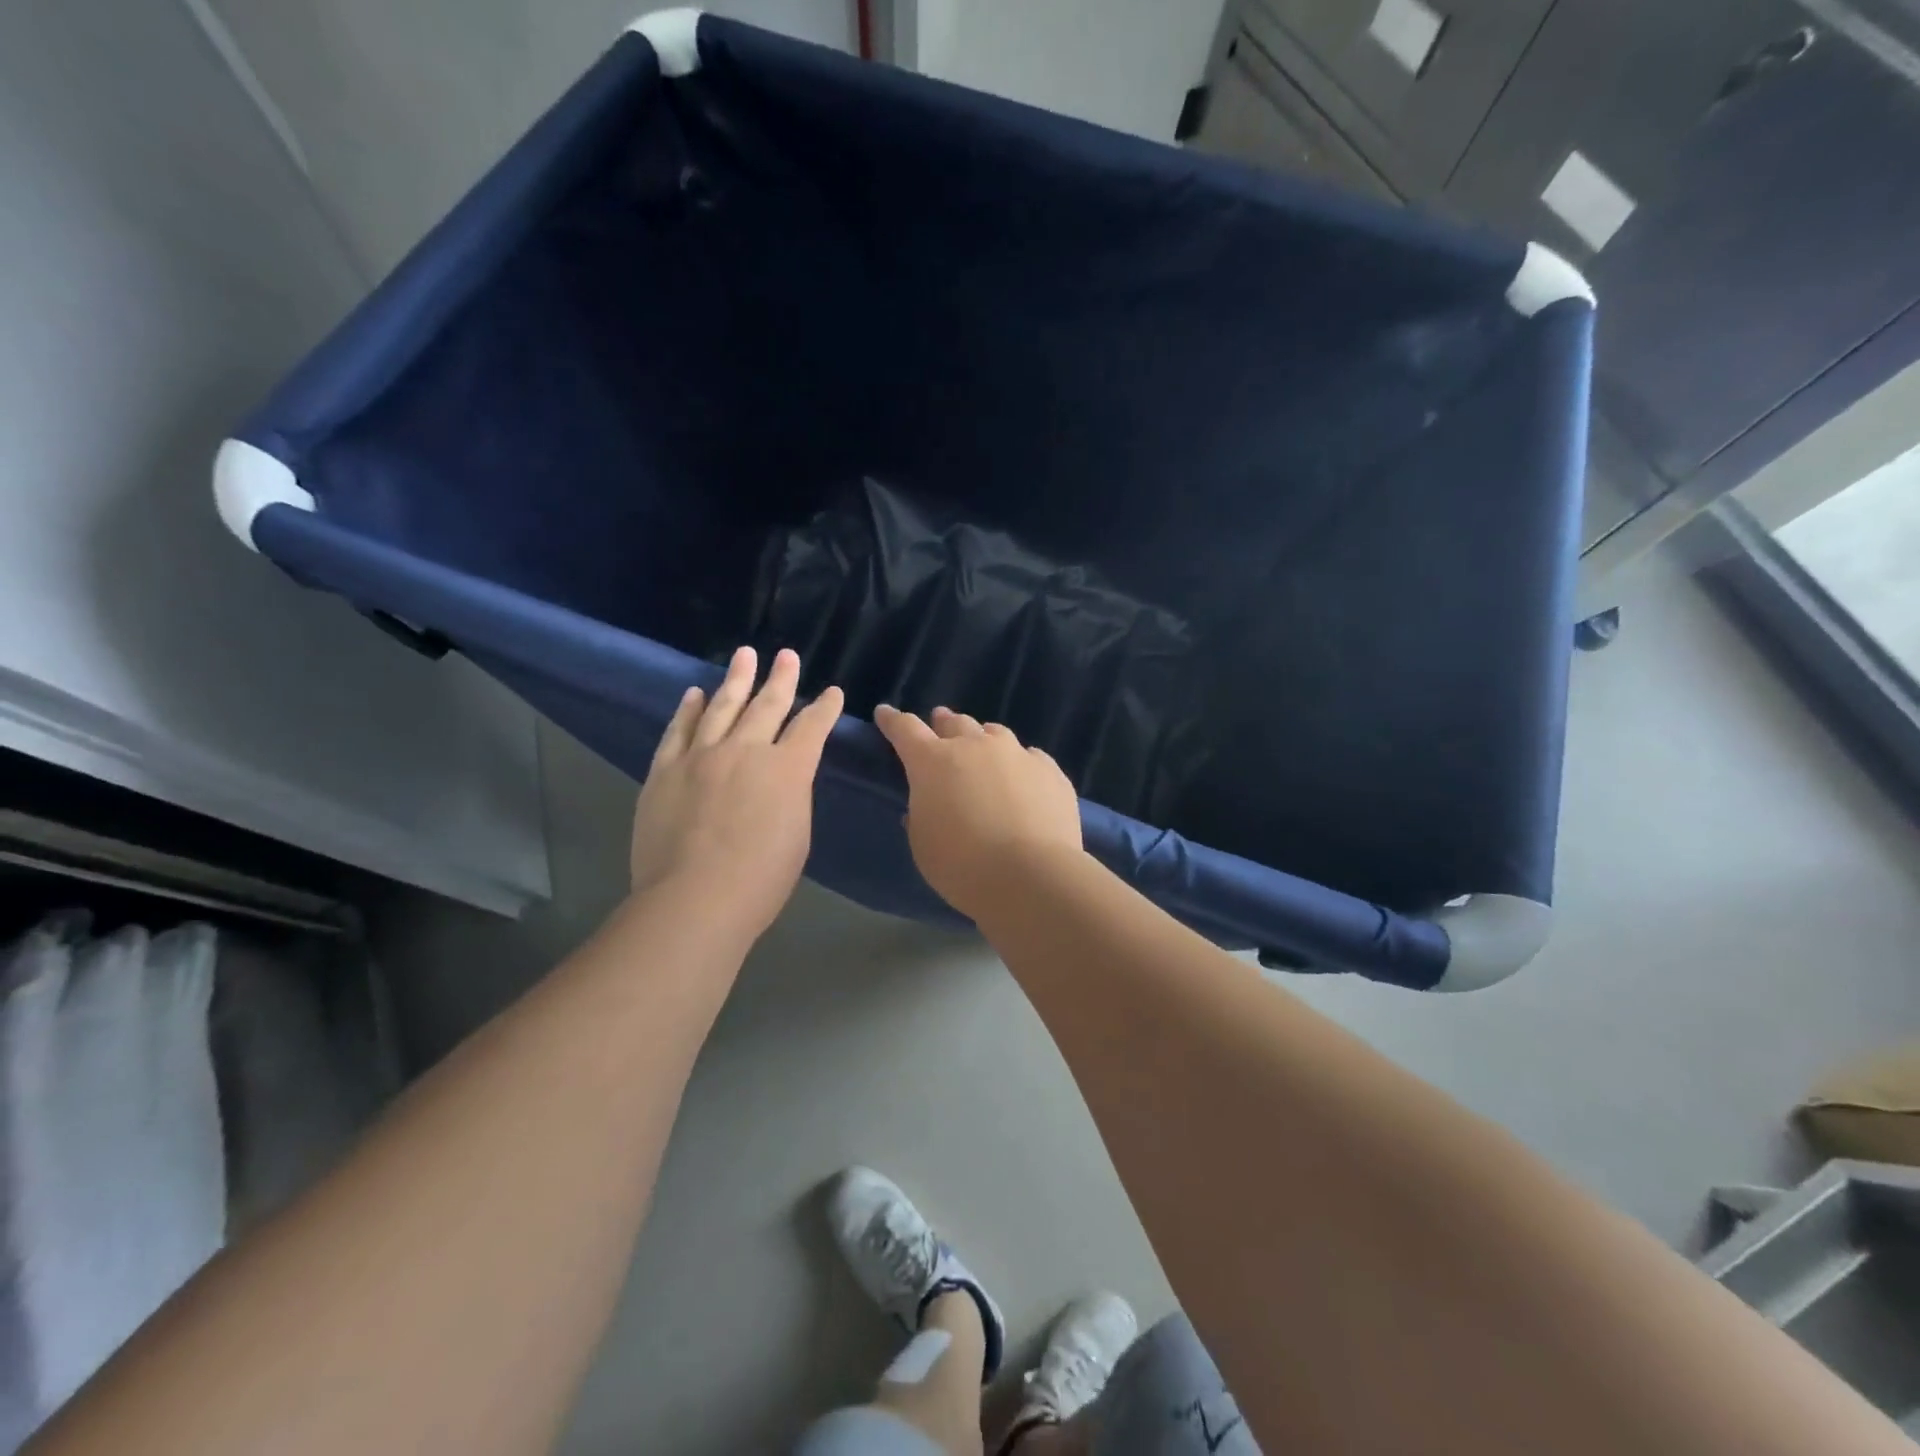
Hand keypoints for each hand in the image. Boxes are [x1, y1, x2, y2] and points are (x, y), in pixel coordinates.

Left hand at [631, 647, 843, 937]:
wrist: (695, 898)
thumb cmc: (761, 879)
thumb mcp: (797, 834)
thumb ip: (791, 796)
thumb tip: (782, 778)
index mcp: (787, 769)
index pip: (811, 728)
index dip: (824, 708)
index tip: (831, 692)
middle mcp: (746, 750)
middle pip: (767, 705)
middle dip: (781, 679)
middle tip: (786, 655)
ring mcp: (701, 756)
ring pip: (721, 706)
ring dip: (736, 679)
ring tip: (744, 655)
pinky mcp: (665, 771)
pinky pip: (678, 731)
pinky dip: (688, 710)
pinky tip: (694, 693)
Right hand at [873, 705, 1083, 919]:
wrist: (1031, 876)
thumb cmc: (962, 865)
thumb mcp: (924, 845)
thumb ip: (921, 816)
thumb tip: (929, 804)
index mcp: (933, 762)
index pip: (905, 729)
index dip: (893, 720)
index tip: (885, 713)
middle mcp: (974, 746)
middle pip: (954, 723)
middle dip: (944, 724)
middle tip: (941, 725)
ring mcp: (1016, 754)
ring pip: (994, 734)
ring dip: (983, 739)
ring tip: (983, 749)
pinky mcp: (1049, 770)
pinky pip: (1029, 757)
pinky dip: (1019, 764)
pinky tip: (1023, 779)